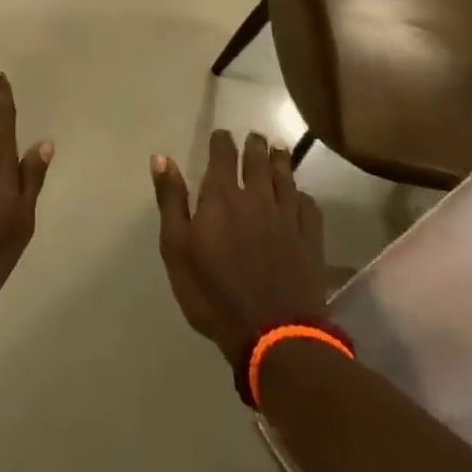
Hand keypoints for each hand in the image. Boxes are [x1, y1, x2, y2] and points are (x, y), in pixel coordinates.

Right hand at [151, 132, 329, 367]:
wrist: (273, 336)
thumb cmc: (214, 294)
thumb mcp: (177, 249)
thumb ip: (171, 201)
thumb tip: (161, 158)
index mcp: (222, 197)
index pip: (223, 155)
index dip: (222, 141)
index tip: (221, 135)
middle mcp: (257, 197)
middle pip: (258, 160)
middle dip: (254, 145)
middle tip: (255, 136)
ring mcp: (287, 217)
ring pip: (286, 177)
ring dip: (280, 160)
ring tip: (278, 149)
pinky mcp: (310, 240)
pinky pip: (309, 206)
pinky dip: (303, 195)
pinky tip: (300, 196)